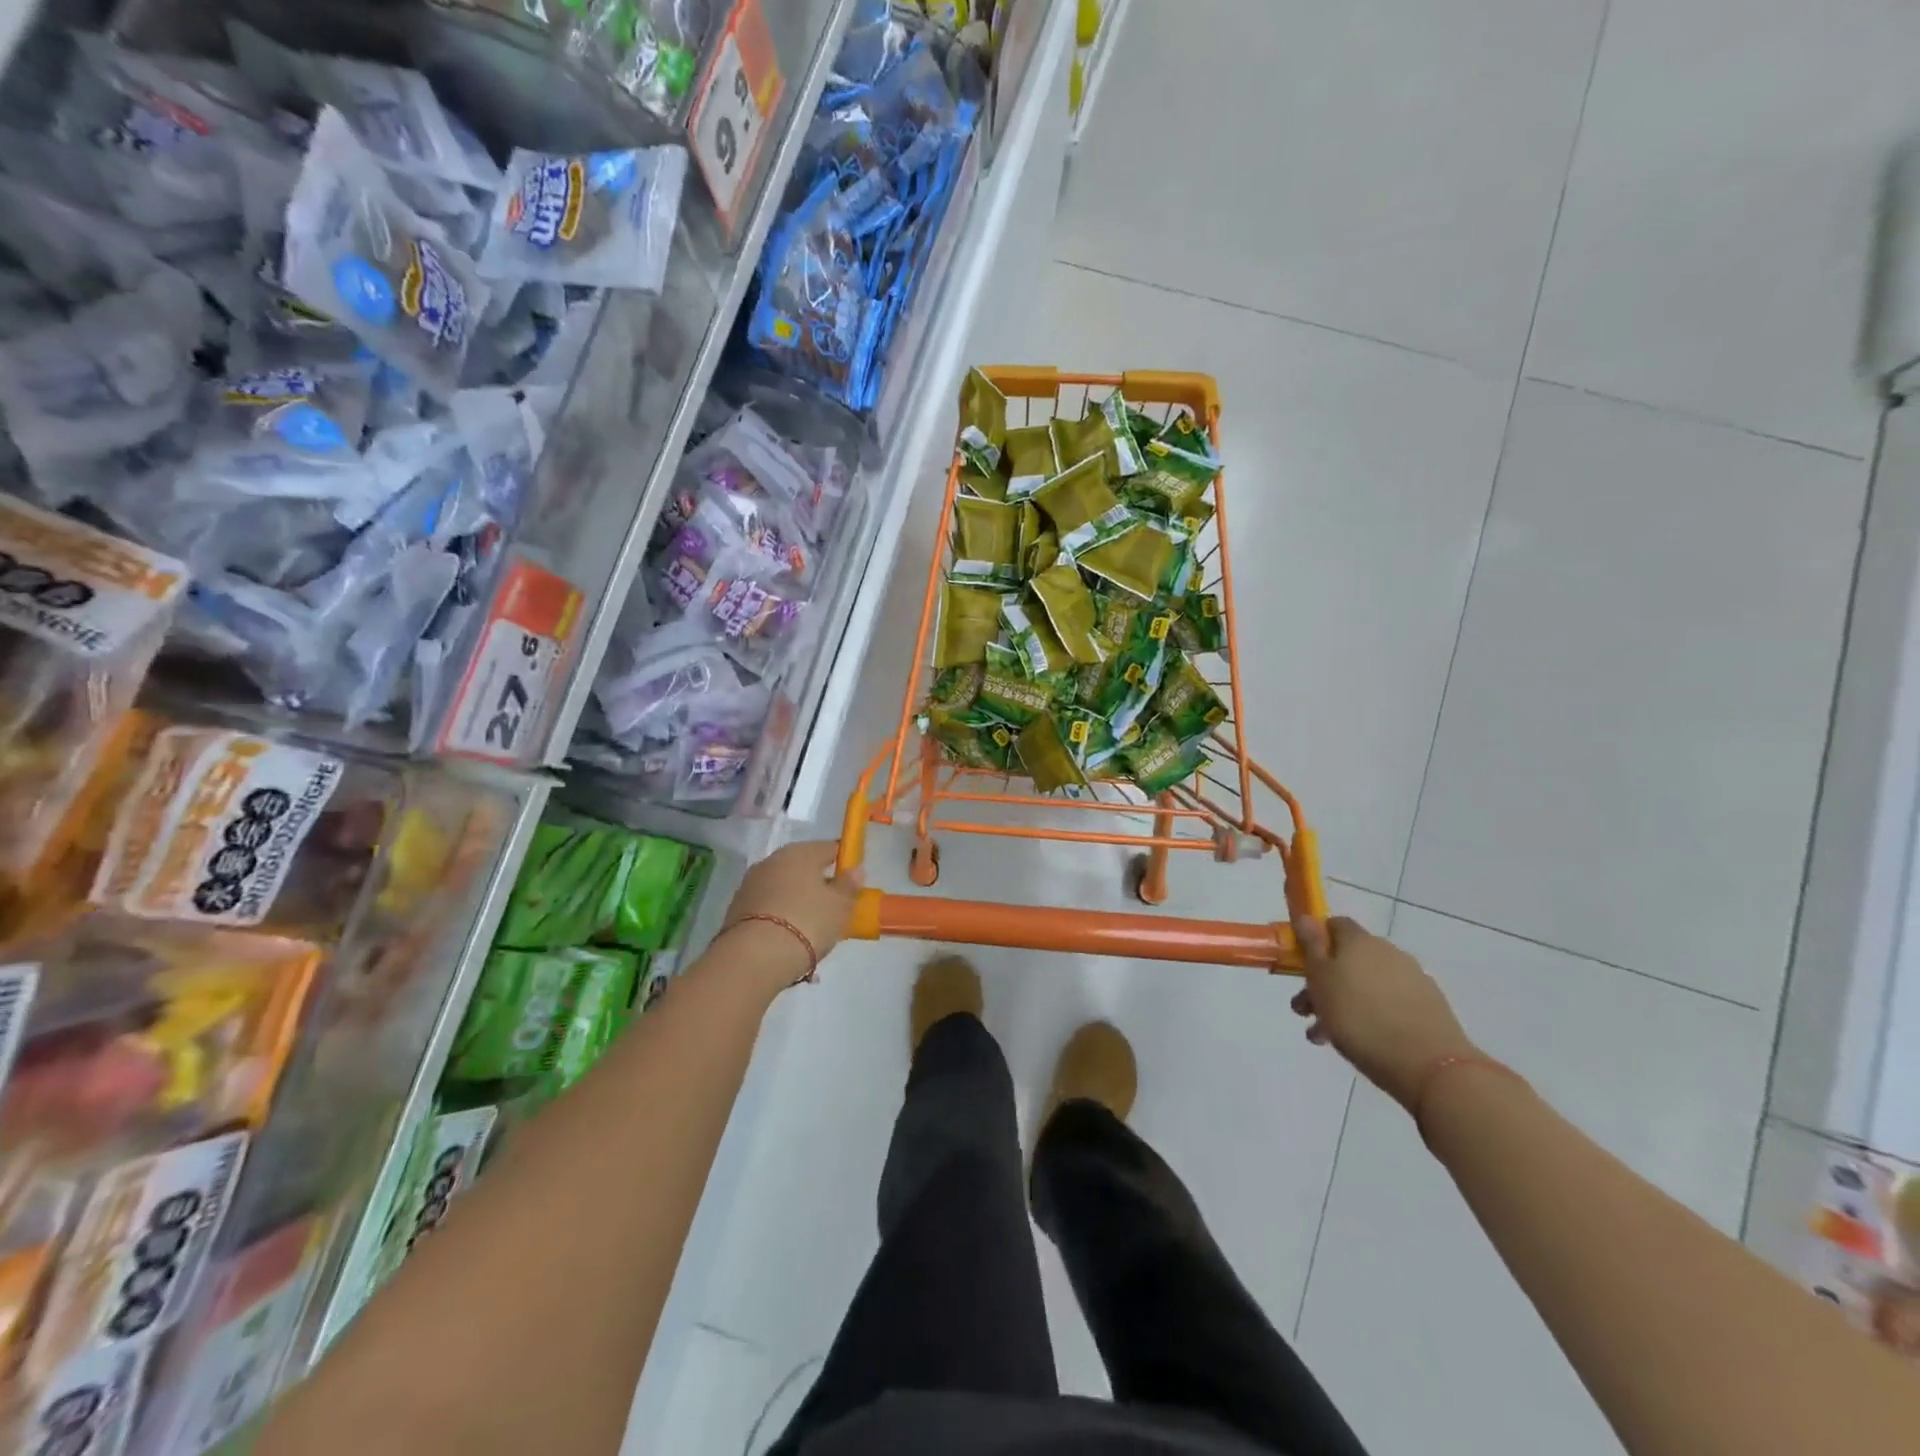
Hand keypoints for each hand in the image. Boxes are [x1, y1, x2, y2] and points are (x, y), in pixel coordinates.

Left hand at [721, 841, 862, 990]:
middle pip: (803, 867)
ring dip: (797, 901)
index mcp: (800, 852)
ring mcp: (750, 884)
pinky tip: (788, 937)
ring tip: (811, 929)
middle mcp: (772, 861)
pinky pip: (768, 906)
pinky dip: (779, 916)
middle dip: (818, 884)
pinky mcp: (736, 909)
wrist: (754, 957)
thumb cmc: (807, 922)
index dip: (844, 862)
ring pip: (783, 887)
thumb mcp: (840, 907)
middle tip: (833, 909)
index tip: (852, 883)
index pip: (829, 848)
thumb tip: (855, 869)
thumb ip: (849, 886)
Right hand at [1290, 915, 1476, 1109]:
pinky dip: (1370, 1015)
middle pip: (1348, 958)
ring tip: (1326, 1036)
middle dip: (1323, 981)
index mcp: (1359, 941)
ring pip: (1366, 985)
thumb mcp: (1321, 980)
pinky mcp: (1429, 1007)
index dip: (1314, 941)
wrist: (1428, 1065)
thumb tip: (1306, 917)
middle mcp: (1388, 952)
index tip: (1300, 965)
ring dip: (1343, 1003)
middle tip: (1306, 1011)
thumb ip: (1311, 946)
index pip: (1334, 925)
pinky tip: (1360, 1040)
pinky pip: (1388, 1004)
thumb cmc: (1359, 1017)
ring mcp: (1413, 979)